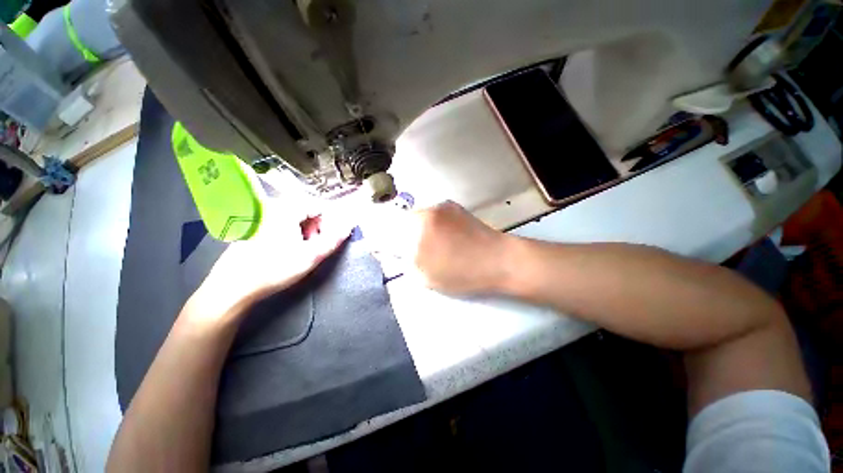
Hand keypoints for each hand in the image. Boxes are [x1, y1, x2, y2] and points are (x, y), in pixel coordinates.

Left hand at [185, 202, 350, 325]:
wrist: (232, 287)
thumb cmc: (275, 269)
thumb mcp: (311, 256)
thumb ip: (334, 239)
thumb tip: (349, 226)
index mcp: (287, 210)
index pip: (319, 206)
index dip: (329, 222)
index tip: (329, 239)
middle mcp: (273, 208)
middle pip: (306, 211)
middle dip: (316, 228)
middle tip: (315, 247)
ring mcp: (261, 217)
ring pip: (293, 218)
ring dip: (304, 232)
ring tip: (302, 250)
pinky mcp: (254, 227)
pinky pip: (280, 224)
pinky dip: (290, 234)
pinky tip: (286, 250)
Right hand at [365, 201, 512, 295]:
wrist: (499, 260)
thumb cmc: (461, 273)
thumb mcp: (424, 276)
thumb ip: (403, 261)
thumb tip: (391, 252)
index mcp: (416, 227)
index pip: (386, 231)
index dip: (381, 241)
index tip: (380, 249)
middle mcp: (425, 211)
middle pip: (401, 222)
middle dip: (401, 236)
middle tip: (412, 252)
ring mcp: (441, 206)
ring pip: (417, 217)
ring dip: (417, 230)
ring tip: (432, 247)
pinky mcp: (453, 206)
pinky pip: (433, 215)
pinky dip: (431, 225)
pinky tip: (445, 238)